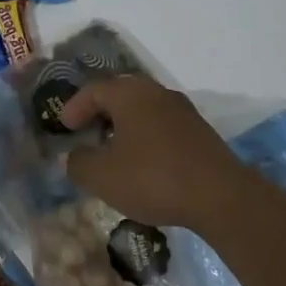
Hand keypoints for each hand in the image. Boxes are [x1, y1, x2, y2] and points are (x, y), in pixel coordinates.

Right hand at [59, 75, 250, 229]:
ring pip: (143, 109)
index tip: (64, 126)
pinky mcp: (199, 131)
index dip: (75, 106)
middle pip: (120, 94)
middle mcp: (155, 91)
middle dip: (100, 112)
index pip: (94, 90)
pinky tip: (144, 161)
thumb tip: (72, 156)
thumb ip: (79, 163)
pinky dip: (145, 136)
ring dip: (124, 125)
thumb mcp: (103, 177)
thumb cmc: (154, 178)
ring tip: (113, 149)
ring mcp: (181, 109)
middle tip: (86, 132)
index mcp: (129, 93)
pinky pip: (161, 124)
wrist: (220, 196)